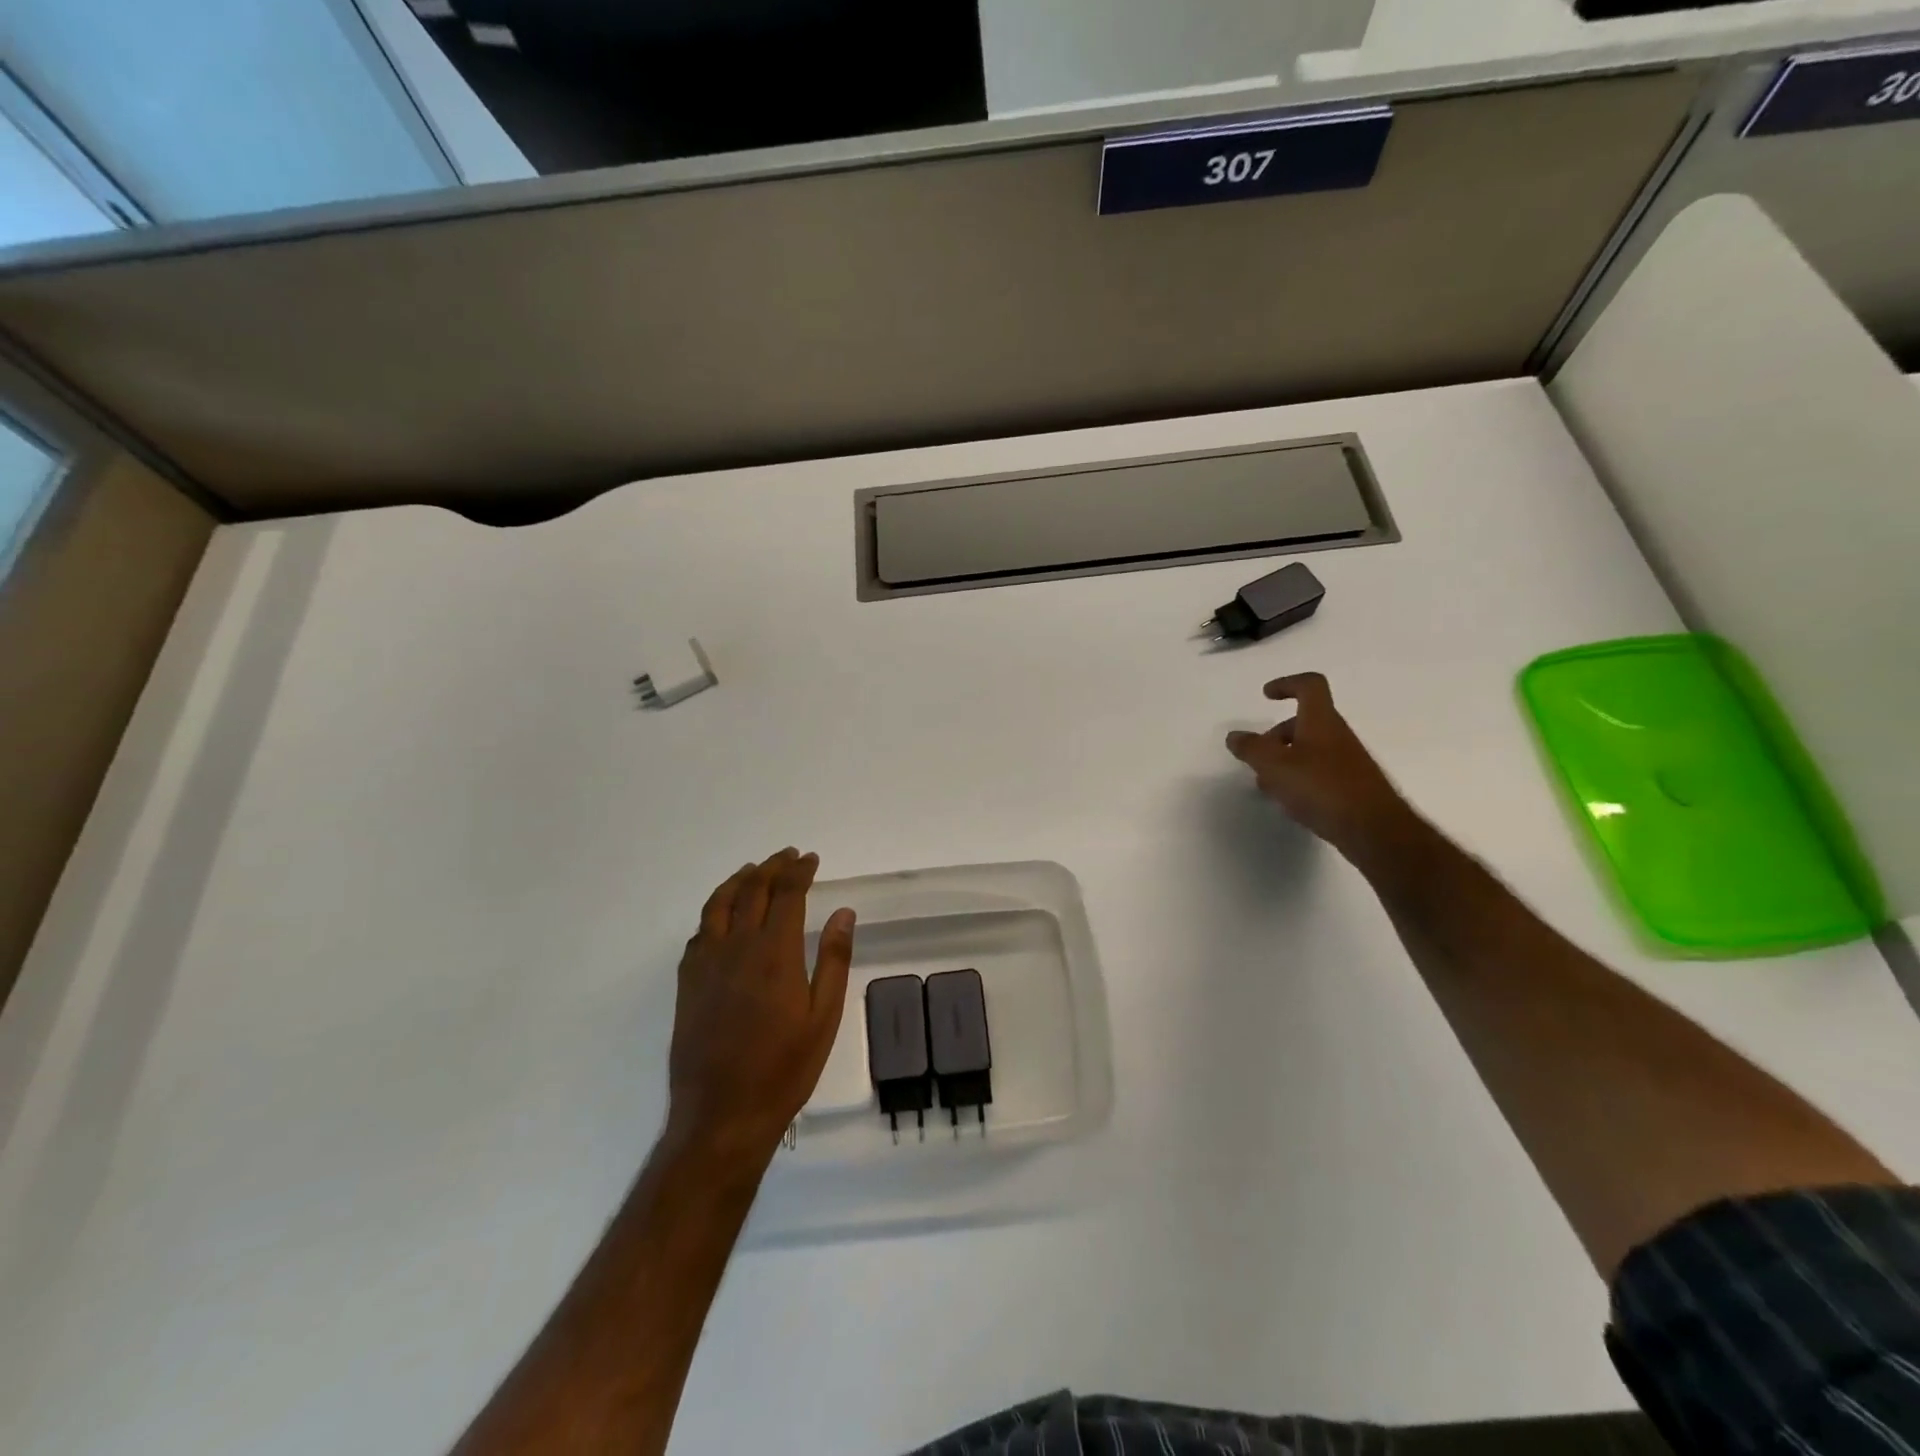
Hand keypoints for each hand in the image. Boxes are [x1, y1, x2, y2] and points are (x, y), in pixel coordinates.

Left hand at [665, 849, 855, 1169]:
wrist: (723, 1115)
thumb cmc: (785, 1068)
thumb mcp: (823, 1017)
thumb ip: (833, 959)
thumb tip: (843, 912)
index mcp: (775, 953)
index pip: (786, 894)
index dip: (799, 871)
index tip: (811, 859)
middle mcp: (737, 947)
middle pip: (752, 890)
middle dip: (772, 867)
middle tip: (788, 856)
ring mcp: (706, 963)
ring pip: (719, 904)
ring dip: (739, 880)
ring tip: (754, 870)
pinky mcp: (688, 982)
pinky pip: (700, 931)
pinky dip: (715, 910)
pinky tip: (723, 915)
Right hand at [1225, 672, 1416, 865]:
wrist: (1373, 830)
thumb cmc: (1321, 787)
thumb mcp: (1274, 766)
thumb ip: (1251, 748)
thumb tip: (1235, 736)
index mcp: (1321, 721)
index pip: (1309, 685)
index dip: (1287, 684)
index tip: (1266, 696)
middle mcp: (1337, 736)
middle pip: (1304, 722)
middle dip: (1276, 736)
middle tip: (1256, 757)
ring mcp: (1347, 762)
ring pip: (1309, 750)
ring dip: (1284, 762)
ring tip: (1268, 787)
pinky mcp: (1351, 787)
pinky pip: (1318, 773)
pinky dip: (1299, 780)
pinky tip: (1290, 803)